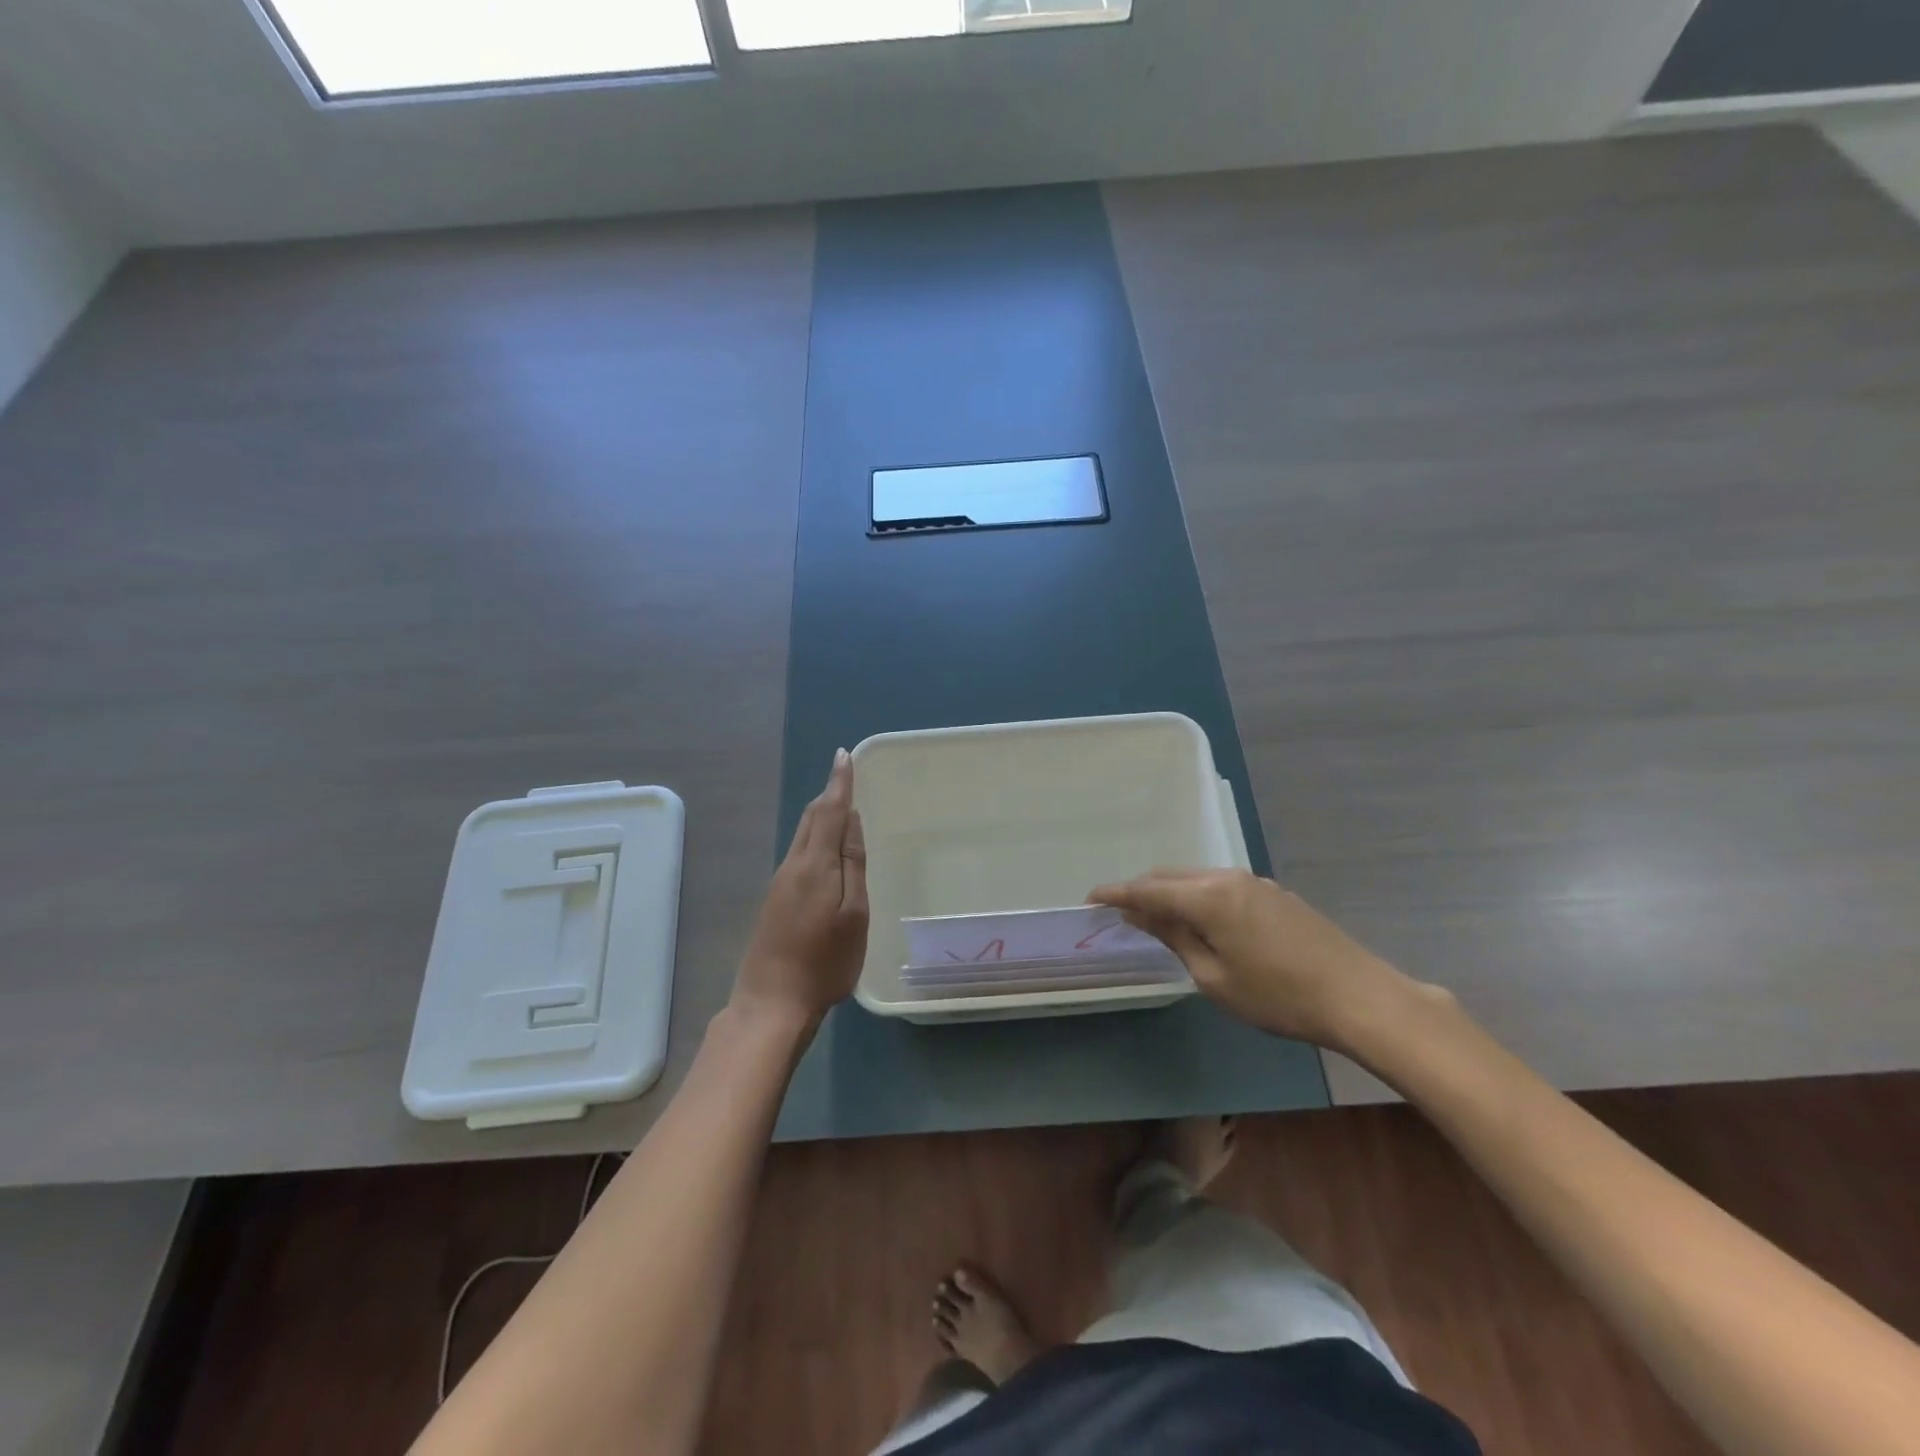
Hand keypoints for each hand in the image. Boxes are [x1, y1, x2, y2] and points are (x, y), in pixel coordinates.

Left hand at [736, 749, 868, 1027]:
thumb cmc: (825, 961)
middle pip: (810, 819)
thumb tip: (851, 819)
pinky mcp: (775, 901)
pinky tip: (825, 850)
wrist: (772, 1003)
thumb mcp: (853, 913)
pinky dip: (814, 838)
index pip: (828, 810)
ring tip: (841, 806)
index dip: (839, 782)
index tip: (844, 756)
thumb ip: (852, 863)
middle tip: (845, 777)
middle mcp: (792, 865)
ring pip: (802, 836)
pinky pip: (799, 854)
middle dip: (828, 795)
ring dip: (820, 815)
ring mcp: (780, 884)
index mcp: (814, 864)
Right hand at [1088, 868, 1428, 1052]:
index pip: (1147, 888)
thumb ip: (1174, 938)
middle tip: (1121, 913)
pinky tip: (1201, 922)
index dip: (1116, 893)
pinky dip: (1199, 898)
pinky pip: (1221, 887)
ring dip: (1172, 893)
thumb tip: (1141, 914)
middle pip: (1171, 876)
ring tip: (1158, 919)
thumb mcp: (1214, 977)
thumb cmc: (1278, 996)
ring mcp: (1255, 883)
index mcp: (1207, 896)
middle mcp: (1227, 878)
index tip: (1090, 899)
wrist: (1359, 996)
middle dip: (1142, 891)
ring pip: (1197, 879)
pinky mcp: (1274, 894)